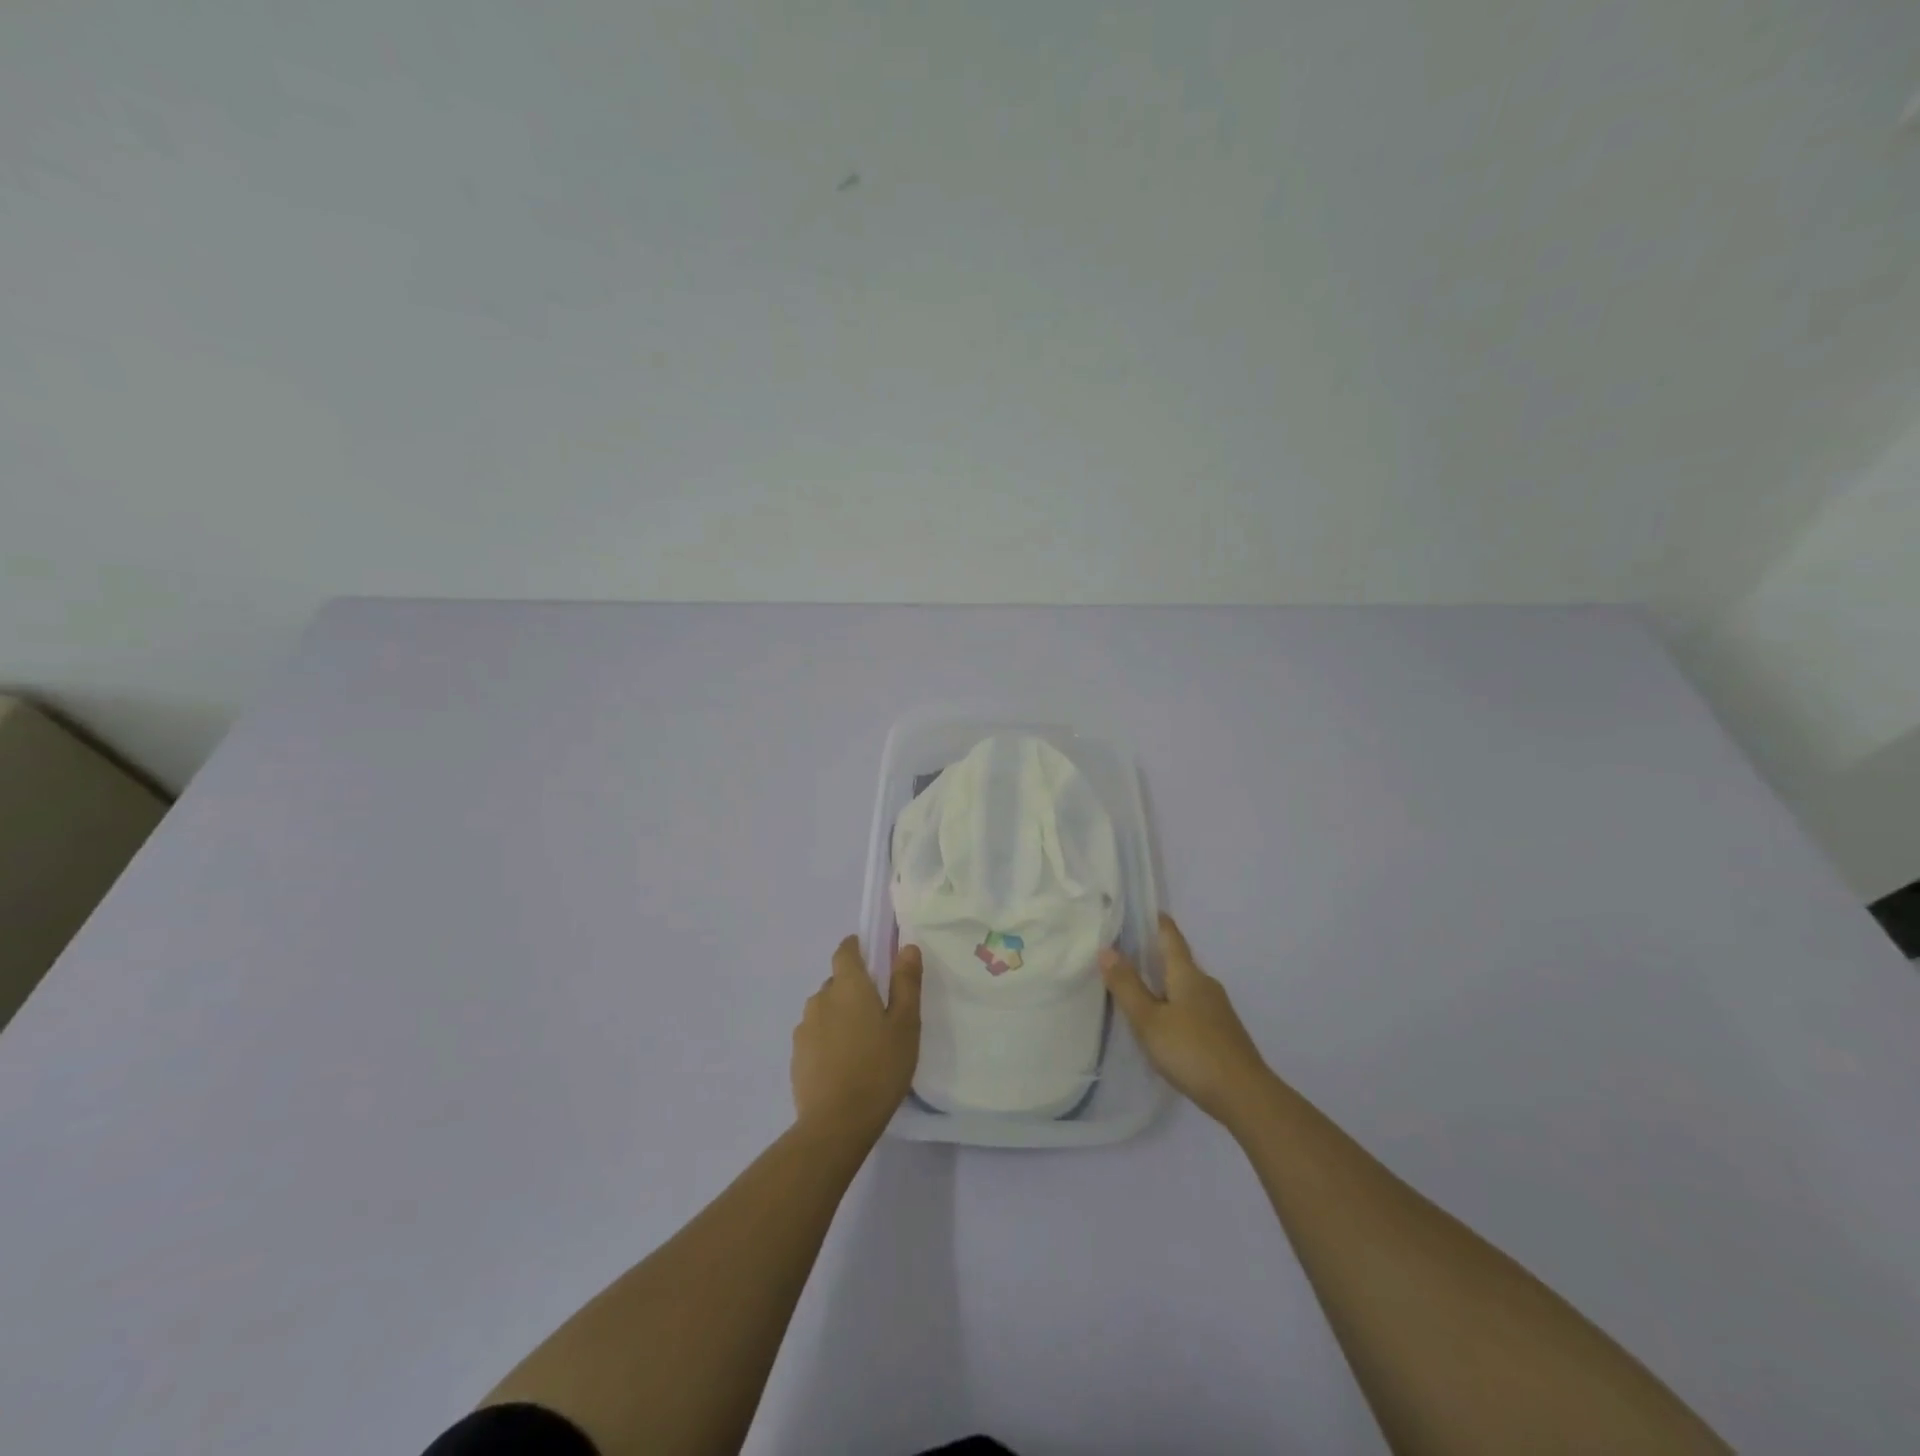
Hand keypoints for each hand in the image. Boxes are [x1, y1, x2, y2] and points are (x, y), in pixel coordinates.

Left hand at [792, 938, 922, 1141]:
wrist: (836, 1124)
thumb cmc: (879, 1068)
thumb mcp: (906, 1024)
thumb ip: (906, 983)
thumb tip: (906, 947)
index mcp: (848, 986)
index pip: (845, 951)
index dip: (856, 948)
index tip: (872, 958)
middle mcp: (821, 999)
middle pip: (837, 982)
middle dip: (853, 989)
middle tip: (878, 1013)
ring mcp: (804, 1028)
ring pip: (824, 1010)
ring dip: (840, 1016)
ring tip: (861, 1043)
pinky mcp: (796, 1056)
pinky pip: (815, 1036)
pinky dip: (828, 1040)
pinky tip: (844, 1065)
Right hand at [1102, 913, 1271, 1127]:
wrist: (1245, 1096)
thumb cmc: (1192, 1051)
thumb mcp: (1149, 1020)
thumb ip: (1127, 986)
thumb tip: (1106, 949)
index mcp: (1187, 974)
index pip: (1170, 936)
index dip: (1156, 921)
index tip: (1140, 908)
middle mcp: (1205, 984)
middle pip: (1177, 961)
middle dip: (1153, 955)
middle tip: (1124, 953)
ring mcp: (1218, 1009)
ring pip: (1184, 986)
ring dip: (1163, 983)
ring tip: (1137, 990)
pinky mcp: (1223, 1032)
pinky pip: (1192, 1006)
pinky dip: (1174, 1005)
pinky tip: (1162, 1024)